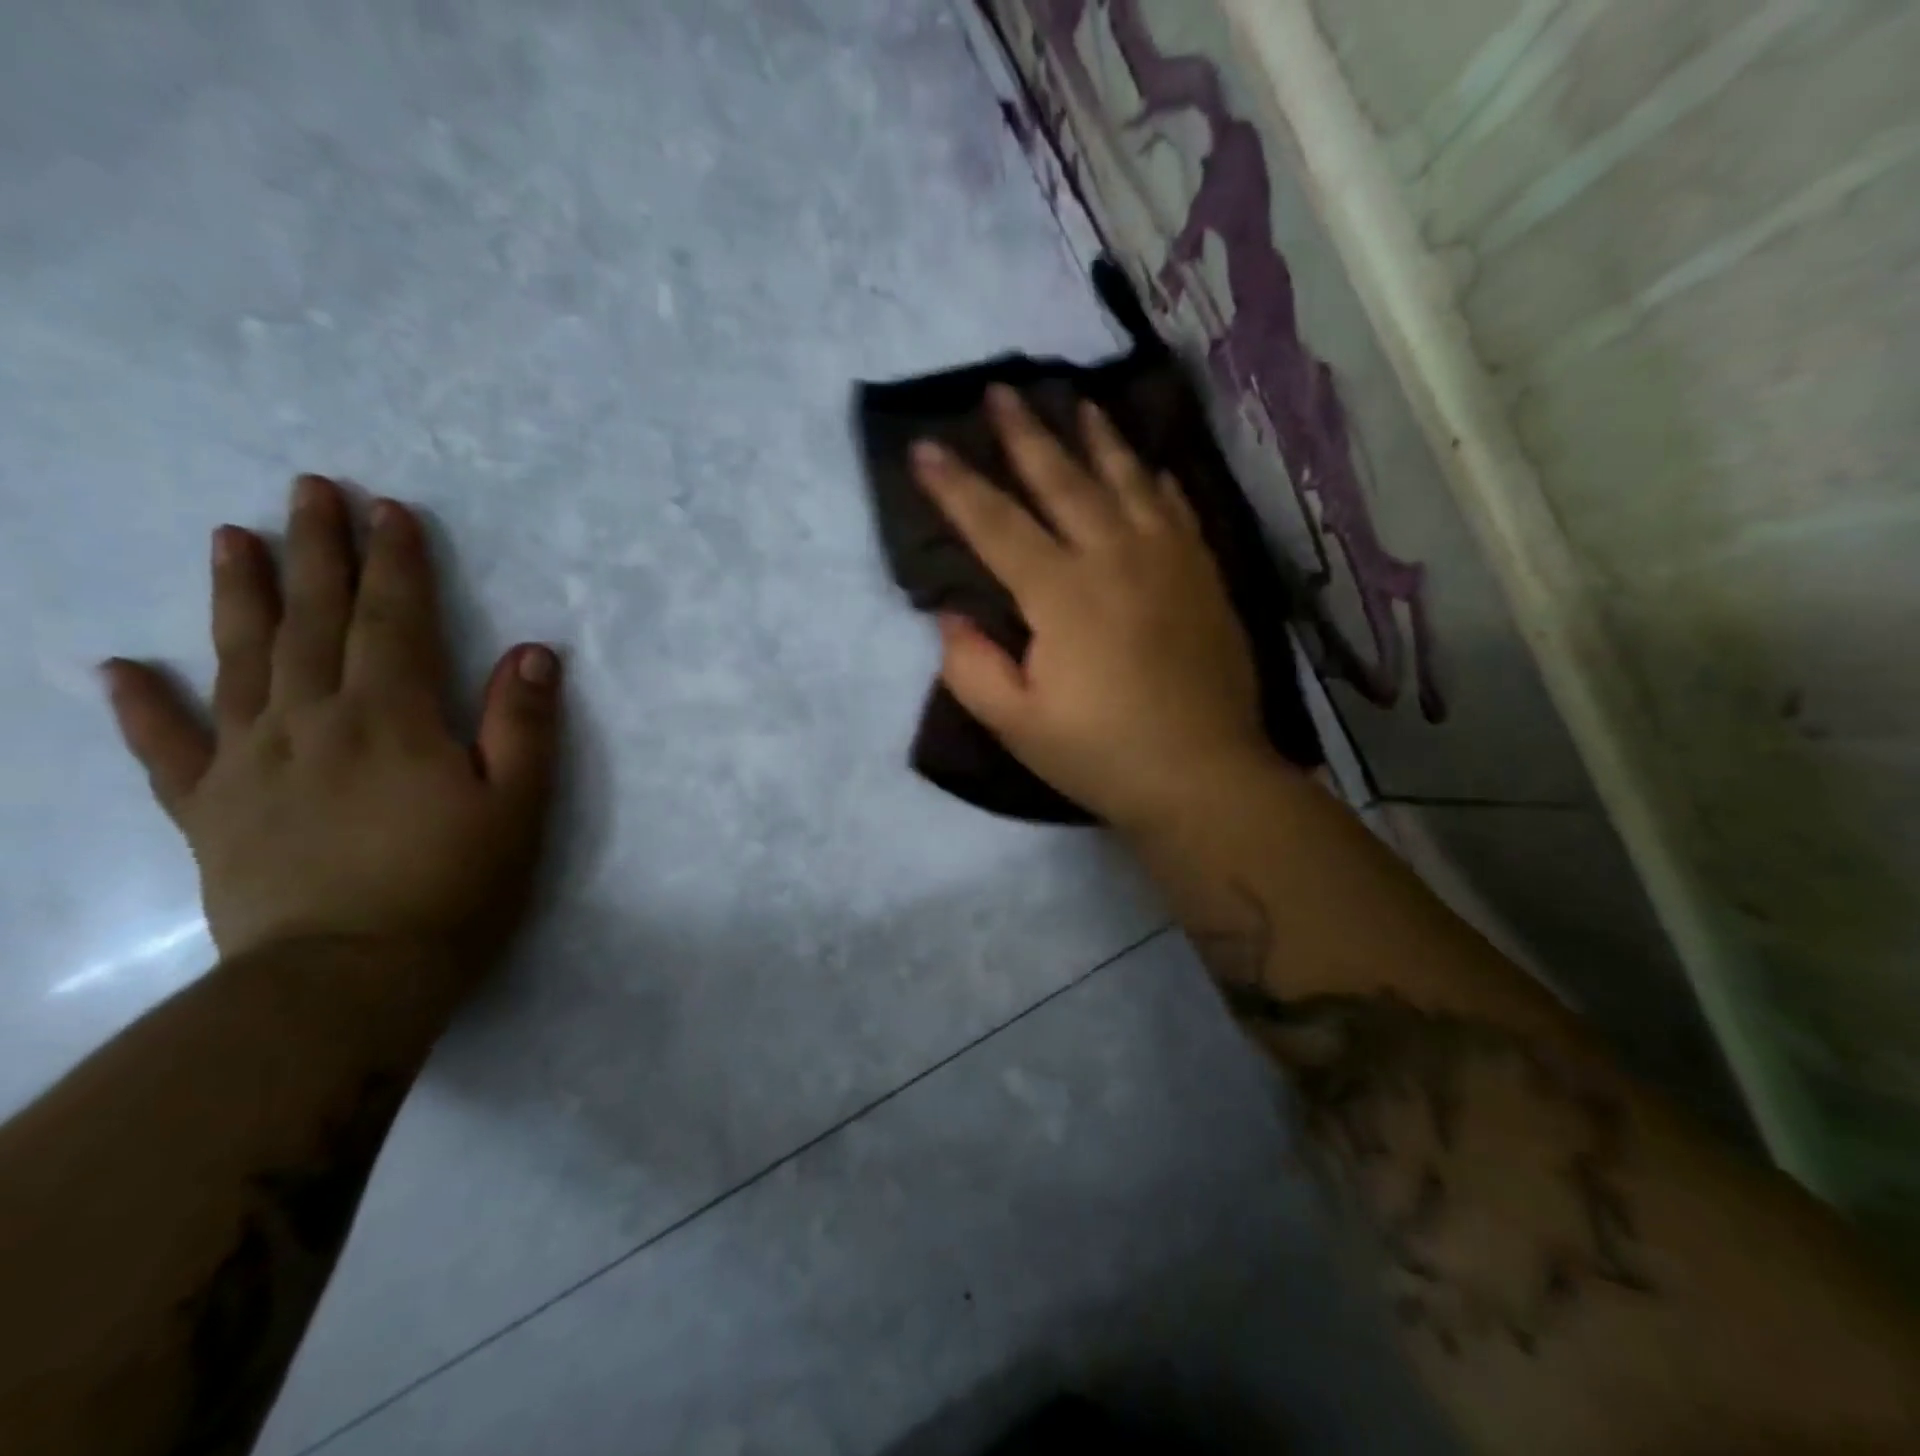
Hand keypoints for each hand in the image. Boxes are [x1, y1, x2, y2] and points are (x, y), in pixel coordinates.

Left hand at [103, 475, 561, 972]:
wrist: (346, 981)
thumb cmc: (452, 889)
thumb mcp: (517, 807)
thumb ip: (523, 726)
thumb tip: (531, 652)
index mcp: (393, 720)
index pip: (393, 621)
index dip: (395, 562)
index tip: (389, 510)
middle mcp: (313, 724)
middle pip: (314, 623)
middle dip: (318, 552)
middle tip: (308, 490)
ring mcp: (251, 765)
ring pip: (240, 662)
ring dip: (240, 596)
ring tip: (230, 538)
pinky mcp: (212, 813)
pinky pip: (169, 750)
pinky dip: (141, 708)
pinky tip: (118, 669)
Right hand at [912, 385, 1265, 830]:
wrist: (1204, 775)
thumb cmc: (1101, 754)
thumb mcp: (1017, 724)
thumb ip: (971, 667)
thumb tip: (950, 616)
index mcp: (1061, 594)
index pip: (996, 525)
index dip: (956, 486)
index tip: (925, 447)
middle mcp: (1114, 557)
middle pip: (1063, 480)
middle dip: (1026, 434)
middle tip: (1002, 391)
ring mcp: (1167, 561)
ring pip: (1126, 480)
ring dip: (1097, 438)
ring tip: (1079, 402)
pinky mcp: (1203, 575)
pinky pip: (1176, 509)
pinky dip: (1156, 481)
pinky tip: (1149, 467)